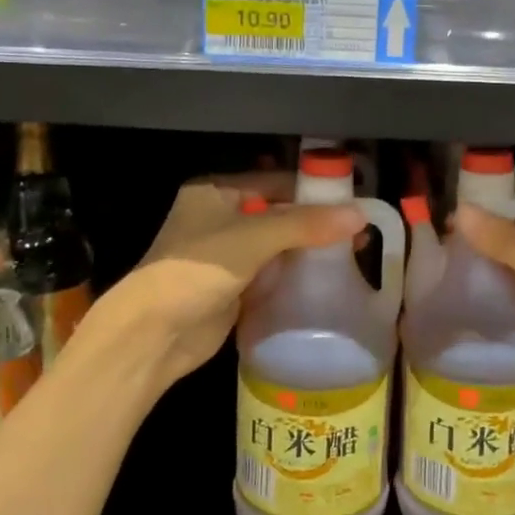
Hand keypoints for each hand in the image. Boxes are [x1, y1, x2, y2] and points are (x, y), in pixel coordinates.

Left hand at [90, 175, 364, 402]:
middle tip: (358, 230)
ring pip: (278, 245)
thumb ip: (306, 224)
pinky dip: (295, 274)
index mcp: (217, 191)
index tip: (353, 198)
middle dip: (315, 222)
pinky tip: (328, 277)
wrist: (154, 333)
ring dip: (308, 249)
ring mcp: (226, 254)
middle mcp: (221, 217)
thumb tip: (360, 214)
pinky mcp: (233, 287)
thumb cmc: (197, 269)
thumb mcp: (254, 237)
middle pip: (279, 213)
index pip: (276, 181)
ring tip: (354, 252)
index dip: (313, 189)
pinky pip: (272, 273)